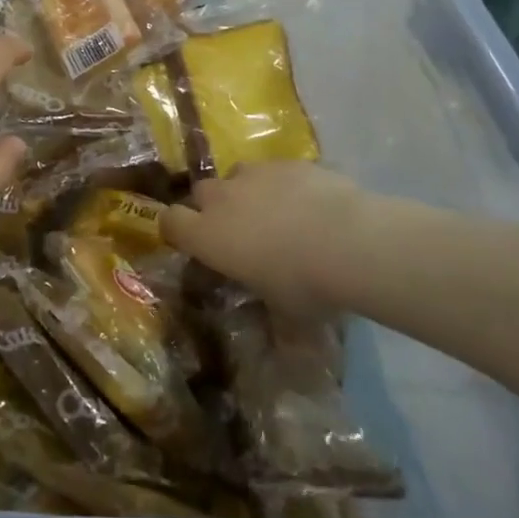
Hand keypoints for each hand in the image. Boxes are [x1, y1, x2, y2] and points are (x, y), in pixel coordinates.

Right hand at [159, 162, 398, 313]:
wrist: (348, 240)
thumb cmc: (304, 285)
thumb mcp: (286, 315)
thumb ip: (274, 322)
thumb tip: (287, 355)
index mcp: (208, 236)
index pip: (170, 221)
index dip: (177, 230)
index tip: (193, 243)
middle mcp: (222, 198)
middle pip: (201, 193)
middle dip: (214, 208)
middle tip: (240, 231)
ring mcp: (254, 174)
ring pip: (237, 176)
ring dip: (247, 192)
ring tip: (277, 214)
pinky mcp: (287, 161)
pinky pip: (275, 171)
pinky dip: (283, 185)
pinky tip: (311, 205)